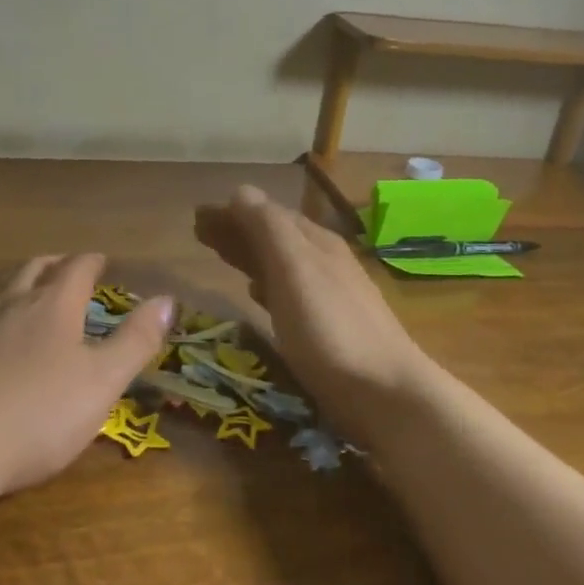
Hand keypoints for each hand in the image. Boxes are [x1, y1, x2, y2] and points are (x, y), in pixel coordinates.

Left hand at [0, 253, 172, 498]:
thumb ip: (137, 340)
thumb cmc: (37, 416)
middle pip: (36, 268)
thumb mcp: (102, 383)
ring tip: (27, 288)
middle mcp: (11, 300)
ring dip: (19, 281)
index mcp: (54, 304)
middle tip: (70, 270)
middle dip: (57, 265)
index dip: (93, 262)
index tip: (103, 263)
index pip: (78, 267)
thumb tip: (168, 300)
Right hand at [194, 185, 432, 438]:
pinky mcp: (327, 329)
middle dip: (237, 230)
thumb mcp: (295, 269)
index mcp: (315, 242)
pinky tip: (256, 295)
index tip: (198, 215)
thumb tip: (241, 192)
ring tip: (220, 257)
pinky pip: (287, 293)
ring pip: (280, 264)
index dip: (233, 212)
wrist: (385, 392)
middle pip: (274, 236)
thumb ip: (268, 229)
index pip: (267, 214)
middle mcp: (323, 262)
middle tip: (199, 233)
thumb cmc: (330, 327)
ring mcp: (328, 296)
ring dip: (249, 255)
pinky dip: (266, 285)